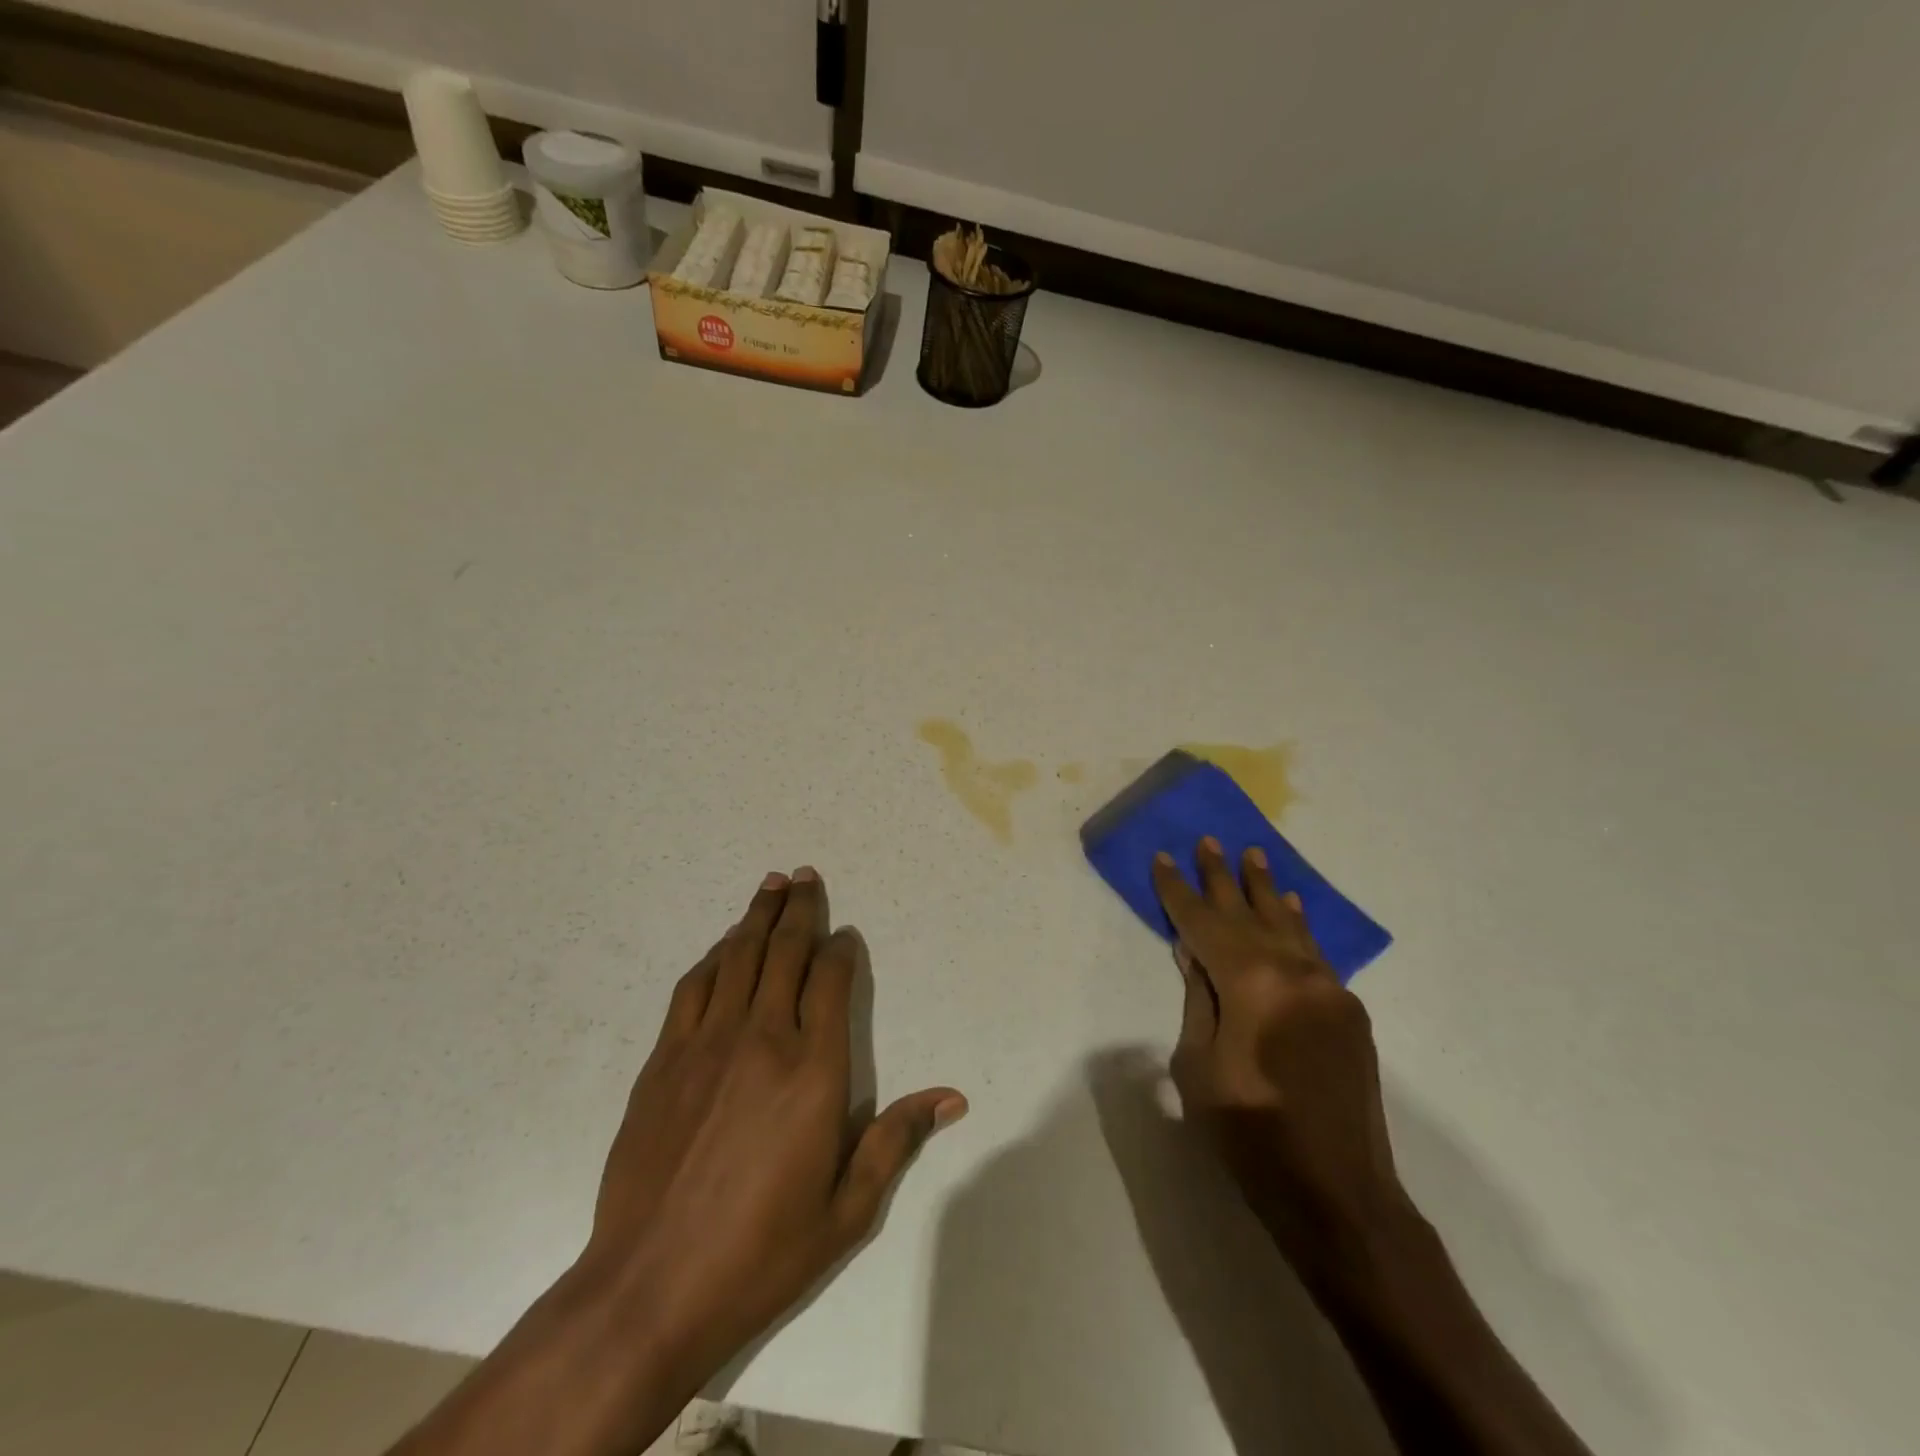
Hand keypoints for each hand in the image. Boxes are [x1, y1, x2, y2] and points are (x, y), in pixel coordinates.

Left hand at [582, 866, 966, 1401]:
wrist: (649, 1288)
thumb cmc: (760, 1254)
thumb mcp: (847, 1210)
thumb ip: (896, 1140)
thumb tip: (951, 1097)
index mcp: (813, 1071)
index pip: (831, 982)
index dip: (841, 951)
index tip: (845, 936)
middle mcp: (762, 1039)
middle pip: (784, 952)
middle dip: (800, 909)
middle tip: (806, 875)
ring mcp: (707, 1044)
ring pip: (738, 957)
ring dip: (756, 916)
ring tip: (770, 885)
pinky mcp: (664, 1059)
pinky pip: (694, 986)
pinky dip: (714, 956)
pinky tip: (724, 945)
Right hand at [1153, 839, 1410, 1285]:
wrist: (1340, 1196)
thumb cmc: (1251, 1137)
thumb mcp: (1199, 1066)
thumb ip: (1199, 999)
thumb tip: (1194, 952)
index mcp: (1253, 983)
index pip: (1204, 923)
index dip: (1179, 891)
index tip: (1164, 858)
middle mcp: (1296, 972)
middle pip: (1249, 914)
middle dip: (1223, 878)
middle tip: (1209, 840)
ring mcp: (1329, 990)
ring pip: (1288, 926)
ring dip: (1266, 891)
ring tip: (1252, 854)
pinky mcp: (1348, 1011)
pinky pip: (1314, 953)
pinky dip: (1297, 926)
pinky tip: (1290, 905)